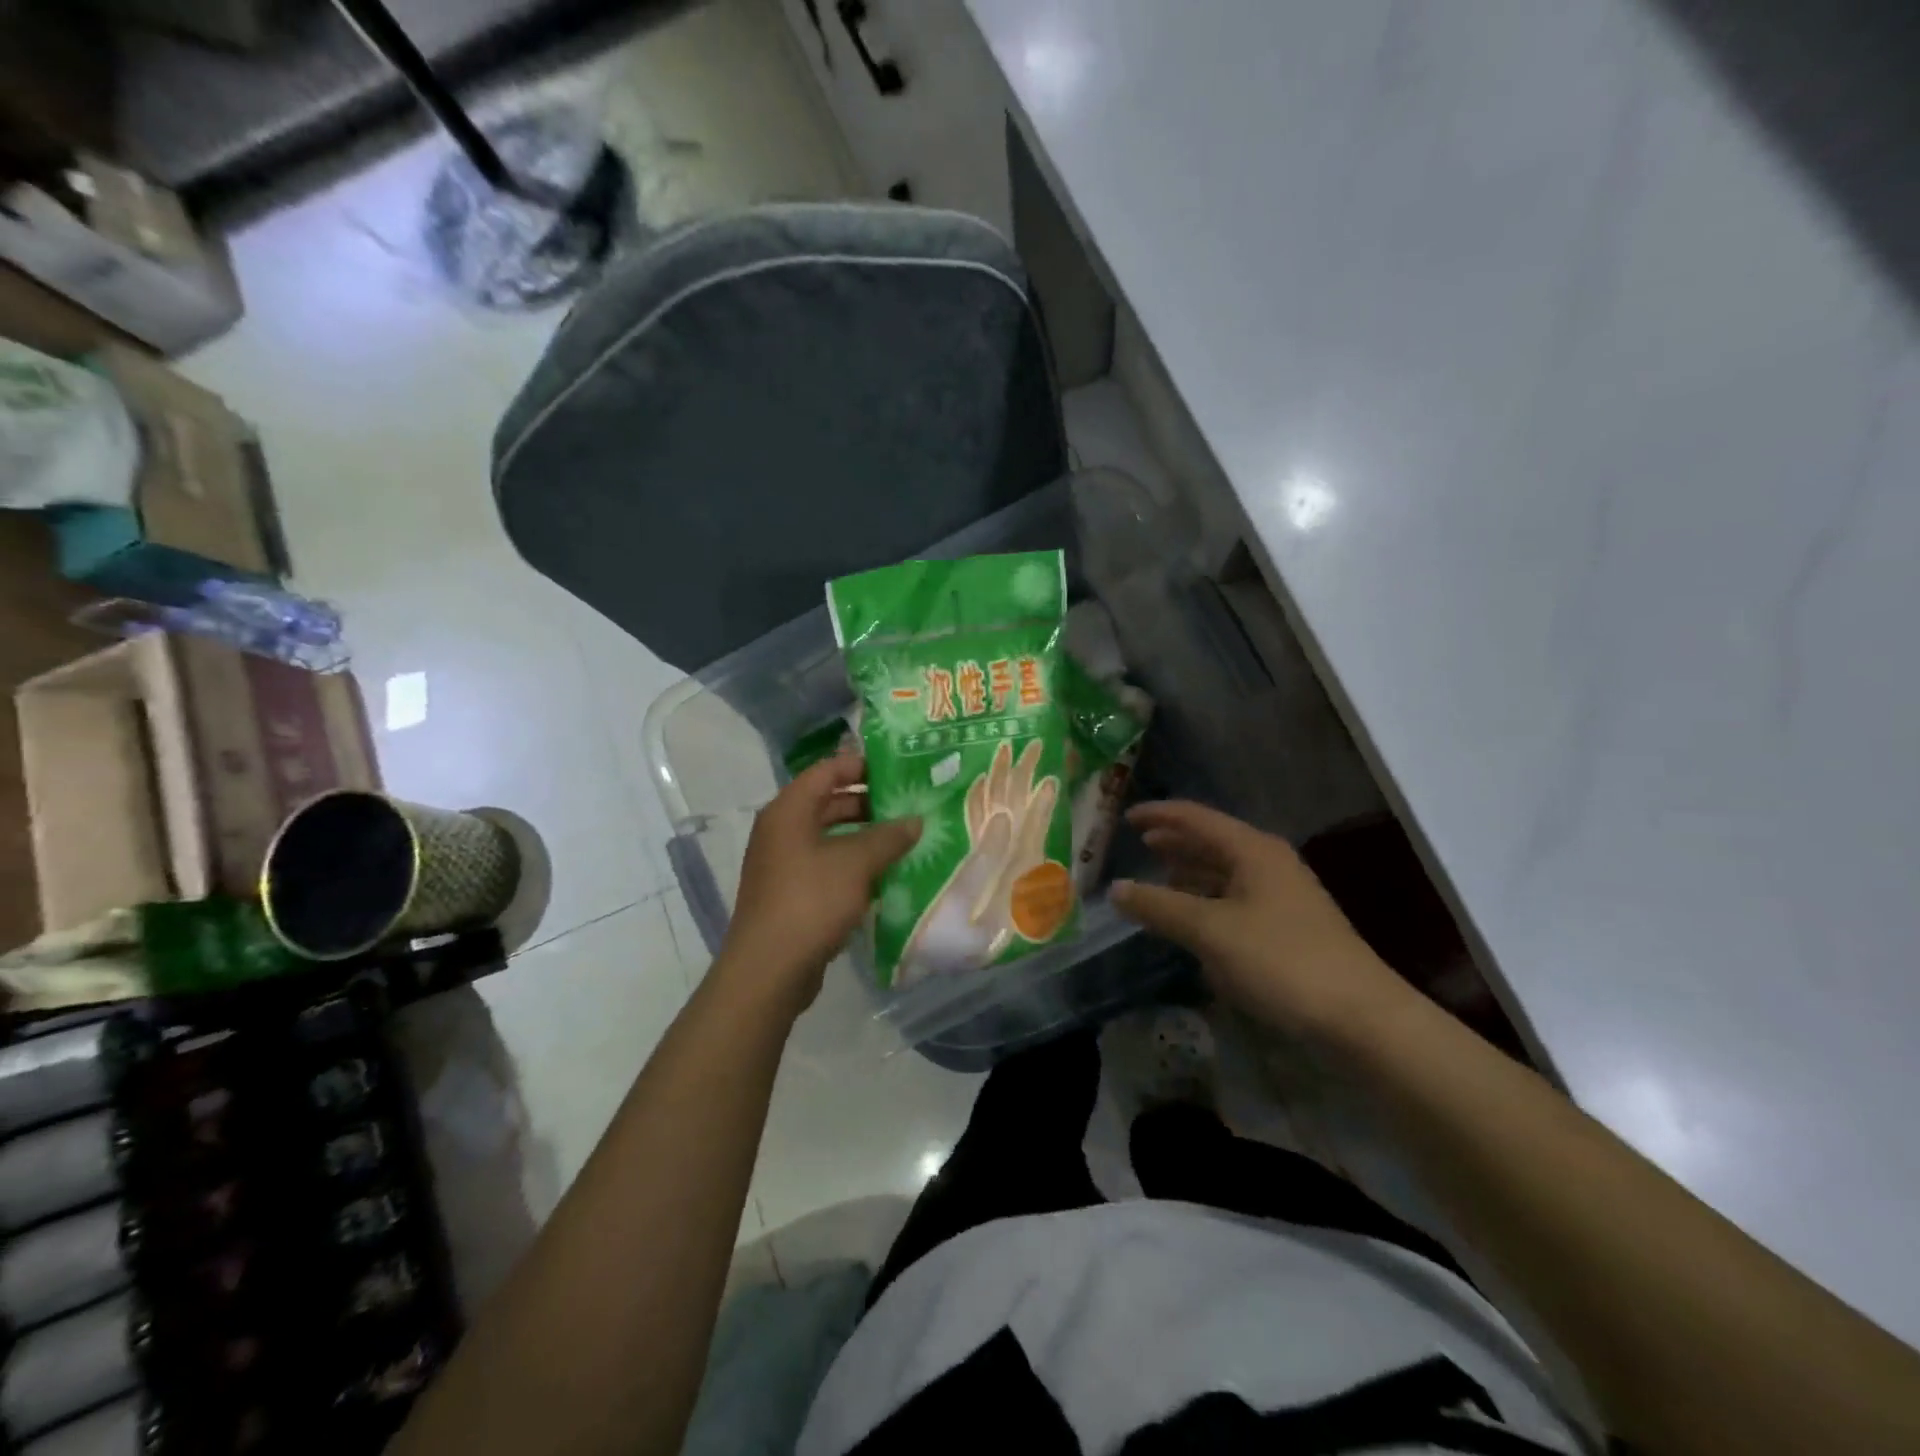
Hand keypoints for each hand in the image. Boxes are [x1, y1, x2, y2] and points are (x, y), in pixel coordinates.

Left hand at [716, 754, 919, 1017]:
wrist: (769, 969)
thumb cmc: (810, 902)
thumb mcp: (856, 864)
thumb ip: (888, 837)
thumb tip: (915, 821)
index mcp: (788, 811)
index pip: (826, 771)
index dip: (861, 765)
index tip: (898, 769)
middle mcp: (781, 830)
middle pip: (828, 803)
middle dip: (868, 803)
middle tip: (908, 806)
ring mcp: (783, 864)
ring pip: (829, 837)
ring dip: (863, 837)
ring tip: (903, 840)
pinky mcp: (790, 893)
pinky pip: (826, 866)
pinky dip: (852, 865)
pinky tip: (884, 875)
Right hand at [1110, 801, 1410, 1037]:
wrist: (1360, 1017)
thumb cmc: (1281, 960)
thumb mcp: (1210, 931)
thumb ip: (1159, 906)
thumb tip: (1116, 888)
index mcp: (1252, 850)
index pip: (1196, 818)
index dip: (1159, 815)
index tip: (1126, 819)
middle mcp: (1269, 864)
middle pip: (1213, 841)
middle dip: (1176, 842)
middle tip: (1140, 846)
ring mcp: (1283, 896)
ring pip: (1226, 872)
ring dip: (1192, 873)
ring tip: (1160, 879)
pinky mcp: (1288, 927)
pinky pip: (1237, 900)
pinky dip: (1209, 902)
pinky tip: (1194, 921)